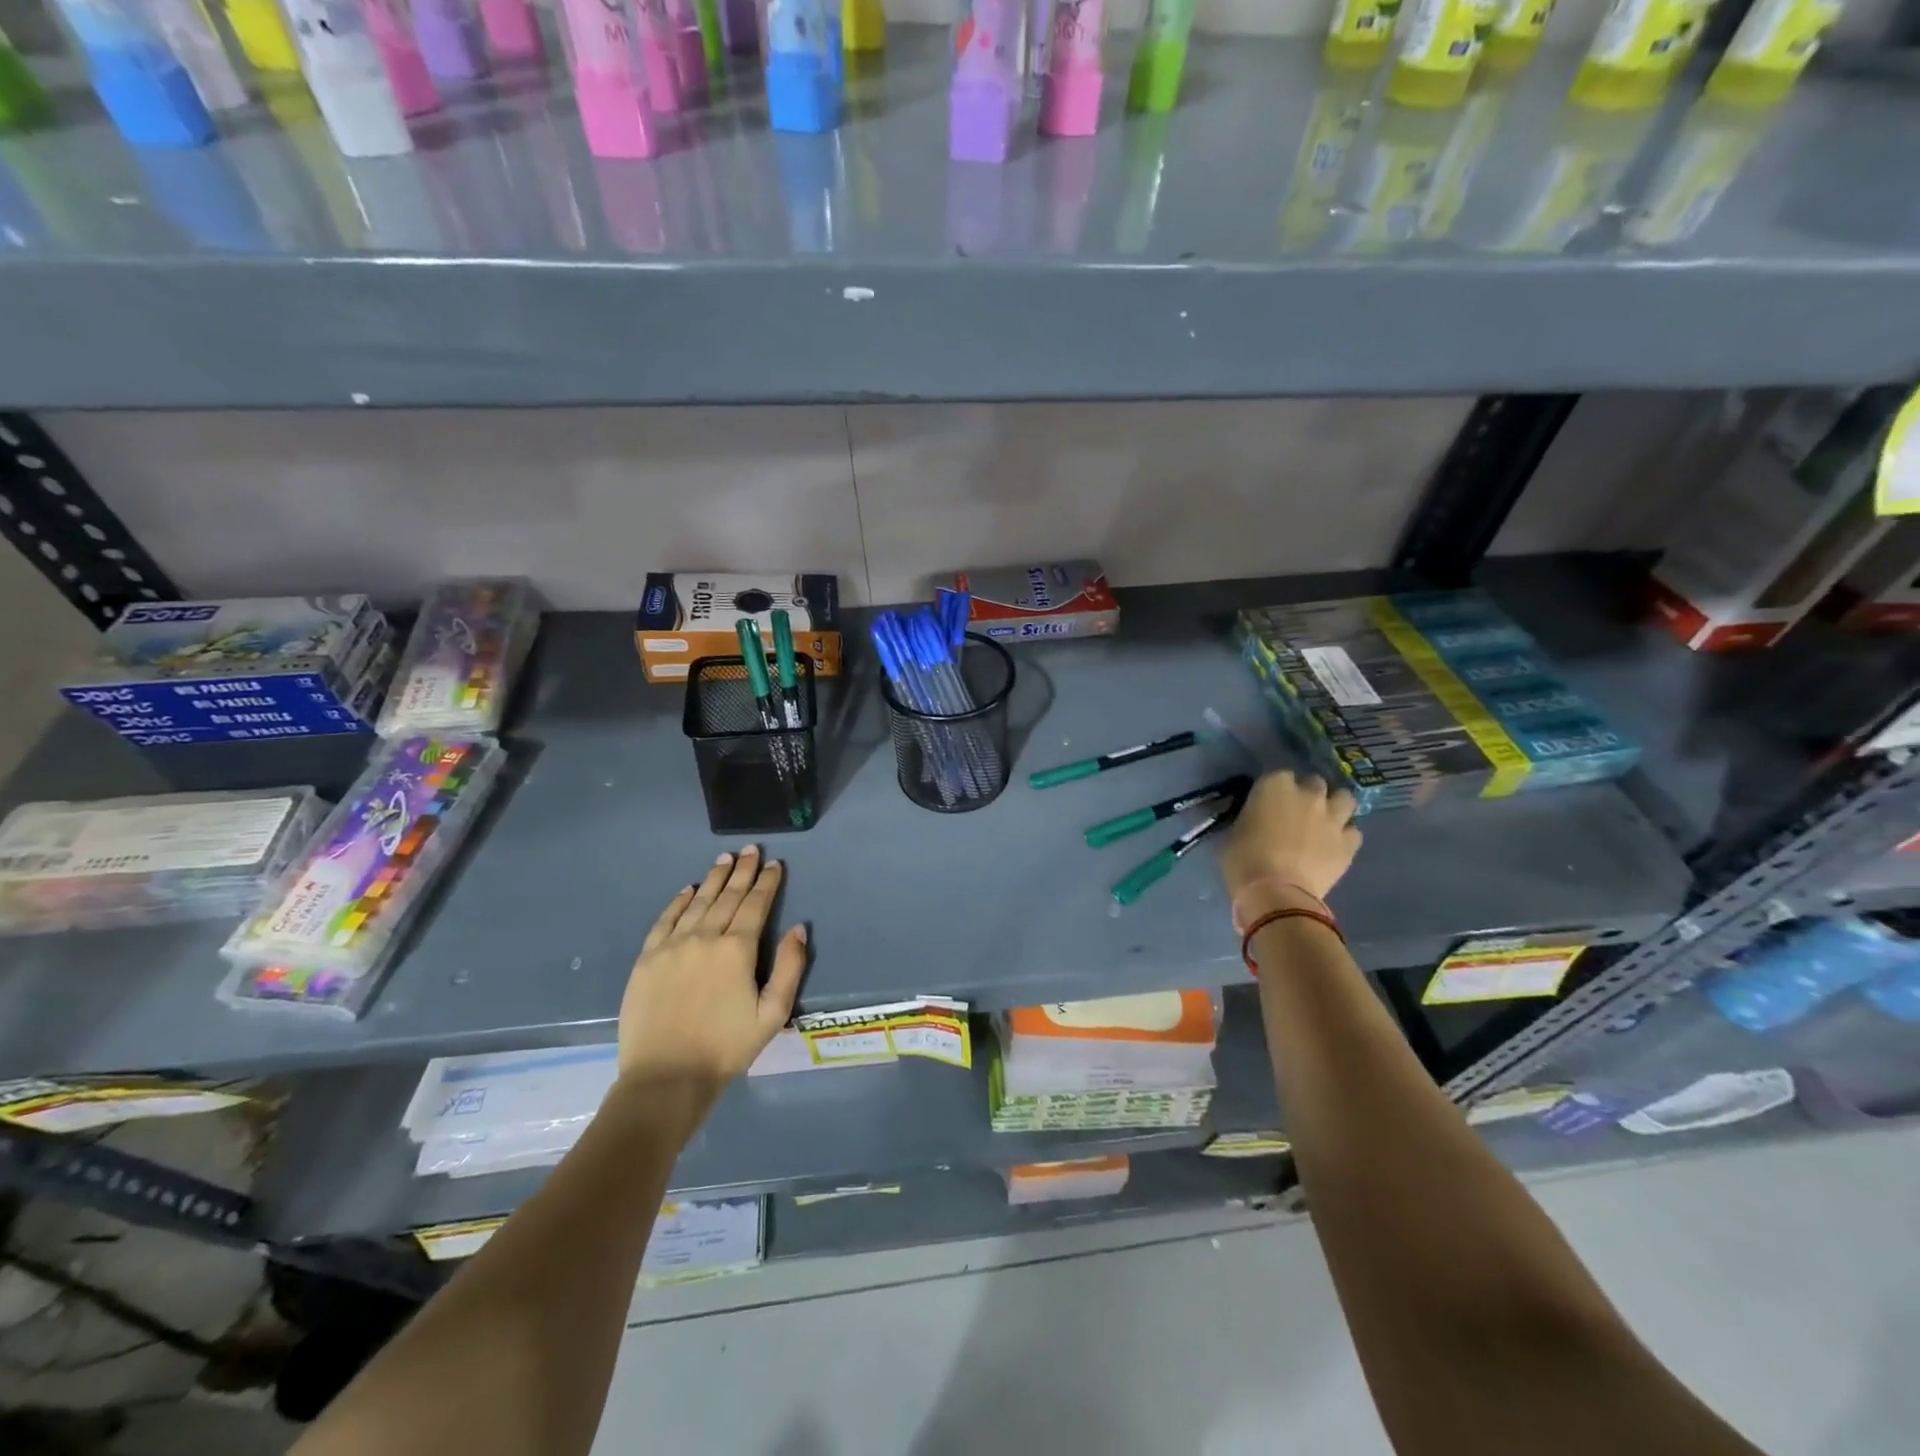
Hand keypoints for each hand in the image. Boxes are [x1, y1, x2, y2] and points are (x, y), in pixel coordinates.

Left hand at [616, 846, 808, 1102]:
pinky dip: (678, 902)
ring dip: (713, 879)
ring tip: (724, 859)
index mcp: (737, 949)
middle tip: (751, 850)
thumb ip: (790, 968)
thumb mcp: (773, 1013)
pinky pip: (665, 920)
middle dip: (742, 871)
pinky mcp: (647, 959)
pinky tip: (688, 890)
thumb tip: (800, 929)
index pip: (756, 905)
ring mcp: (672, 946)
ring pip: (697, 902)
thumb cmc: (726, 1047)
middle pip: (727, 896)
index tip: (775, 864)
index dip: (767, 883)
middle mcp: (704, 937)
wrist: (666, 1077)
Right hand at [1219, 771, 1361, 920]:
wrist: (1275, 892)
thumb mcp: (1234, 832)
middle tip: (1298, 811)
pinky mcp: (1349, 843)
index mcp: (1274, 786)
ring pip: (1345, 798)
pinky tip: (1334, 846)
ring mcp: (1332, 817)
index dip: (1275, 789)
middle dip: (1308, 794)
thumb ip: (1250, 819)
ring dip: (1335, 807)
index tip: (1269, 802)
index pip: (1279, 775)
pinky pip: (1353, 832)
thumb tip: (1255, 822)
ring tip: (1325, 821)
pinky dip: (1345, 837)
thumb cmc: (1243, 860)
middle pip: (1315, 782)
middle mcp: (1308, 794)